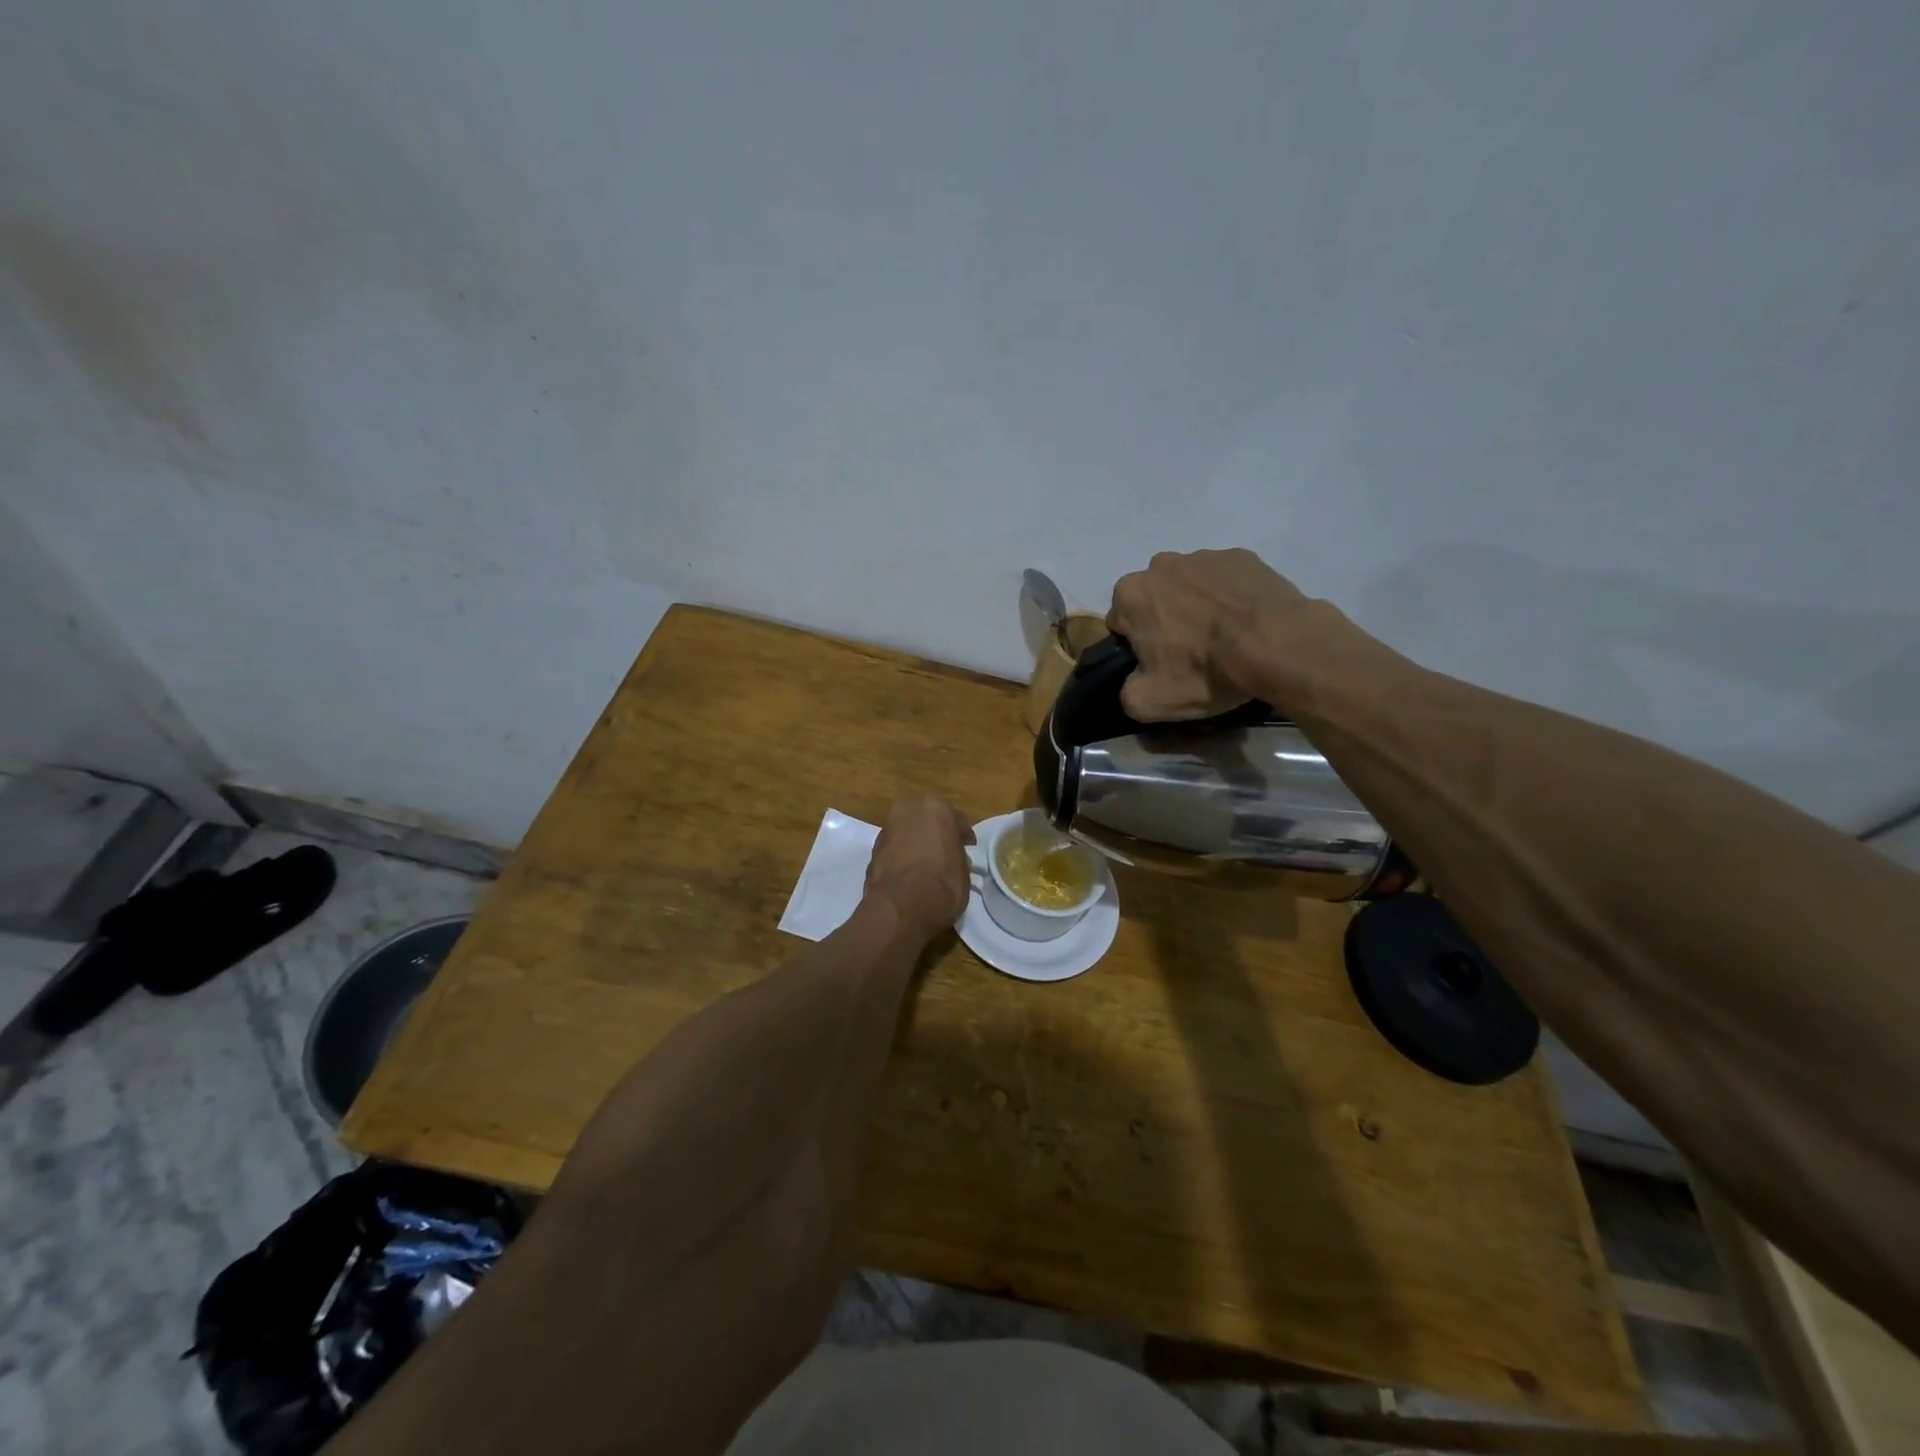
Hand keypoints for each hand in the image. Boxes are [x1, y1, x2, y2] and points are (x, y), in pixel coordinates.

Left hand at [864, 798, 974, 937]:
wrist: (900, 907)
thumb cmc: (942, 884)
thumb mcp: (963, 871)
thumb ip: (957, 856)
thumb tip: (952, 858)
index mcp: (935, 807)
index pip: (955, 819)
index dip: (962, 835)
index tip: (968, 847)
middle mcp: (907, 810)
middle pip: (926, 820)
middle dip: (935, 833)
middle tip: (945, 852)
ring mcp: (886, 829)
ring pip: (907, 833)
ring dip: (915, 844)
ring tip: (926, 865)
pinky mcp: (872, 850)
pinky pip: (894, 849)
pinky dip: (901, 857)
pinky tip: (909, 874)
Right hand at [1107, 549, 1308, 719]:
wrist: (1276, 645)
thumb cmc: (1204, 671)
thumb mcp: (1149, 702)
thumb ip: (1126, 692)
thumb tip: (1133, 682)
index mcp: (1130, 594)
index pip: (1120, 623)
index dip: (1136, 646)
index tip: (1159, 664)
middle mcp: (1160, 565)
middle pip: (1153, 598)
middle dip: (1164, 620)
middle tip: (1190, 652)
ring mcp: (1203, 556)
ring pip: (1188, 586)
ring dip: (1196, 606)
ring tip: (1222, 637)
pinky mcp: (1242, 557)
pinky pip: (1224, 580)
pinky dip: (1229, 597)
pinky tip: (1245, 622)